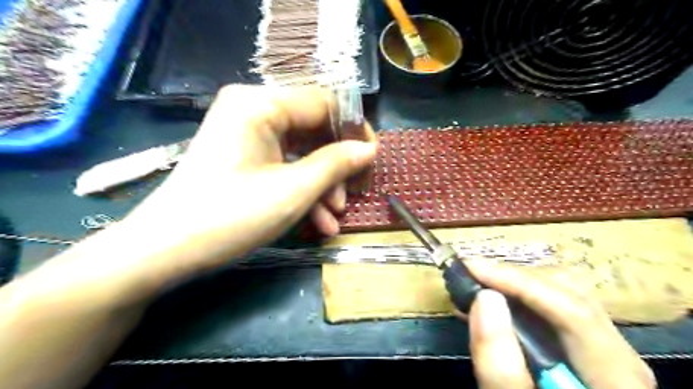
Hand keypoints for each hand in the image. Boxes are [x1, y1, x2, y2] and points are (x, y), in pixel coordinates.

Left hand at [127, 87, 376, 276]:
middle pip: (314, 130)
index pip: (324, 103)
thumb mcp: (294, 190)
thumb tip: (369, 149)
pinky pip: (284, 166)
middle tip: (353, 194)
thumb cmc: (232, 215)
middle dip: (336, 167)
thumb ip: (337, 163)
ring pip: (301, 153)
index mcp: (260, 103)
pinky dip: (303, 190)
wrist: (167, 251)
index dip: (354, 129)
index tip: (372, 158)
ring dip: (322, 185)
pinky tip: (318, 221)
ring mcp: (247, 135)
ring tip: (334, 217)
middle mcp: (253, 110)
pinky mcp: (244, 157)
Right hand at [465, 261, 655, 388]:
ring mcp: (605, 346)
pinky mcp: (586, 343)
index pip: (572, 310)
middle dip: (513, 279)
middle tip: (470, 278)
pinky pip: (553, 304)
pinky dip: (518, 296)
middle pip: (569, 291)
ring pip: (561, 290)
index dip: (517, 282)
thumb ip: (502, 367)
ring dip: (513, 284)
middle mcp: (618, 353)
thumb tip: (485, 297)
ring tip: (476, 285)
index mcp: (617, 377)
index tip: (470, 268)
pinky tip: (493, 300)